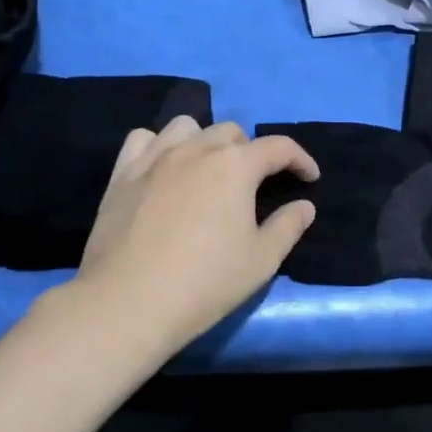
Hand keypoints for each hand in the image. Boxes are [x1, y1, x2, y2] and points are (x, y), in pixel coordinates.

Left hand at [73, 117, 319, 352]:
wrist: (127, 304)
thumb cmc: (204, 283)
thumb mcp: (260, 261)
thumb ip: (288, 226)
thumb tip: (304, 205)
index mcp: (236, 165)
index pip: (278, 147)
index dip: (300, 159)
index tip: (309, 177)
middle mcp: (197, 149)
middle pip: (232, 132)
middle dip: (251, 151)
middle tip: (254, 184)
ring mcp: (155, 157)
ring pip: (188, 126)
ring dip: (205, 141)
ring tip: (207, 169)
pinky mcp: (123, 173)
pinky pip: (144, 139)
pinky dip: (159, 146)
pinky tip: (163, 169)